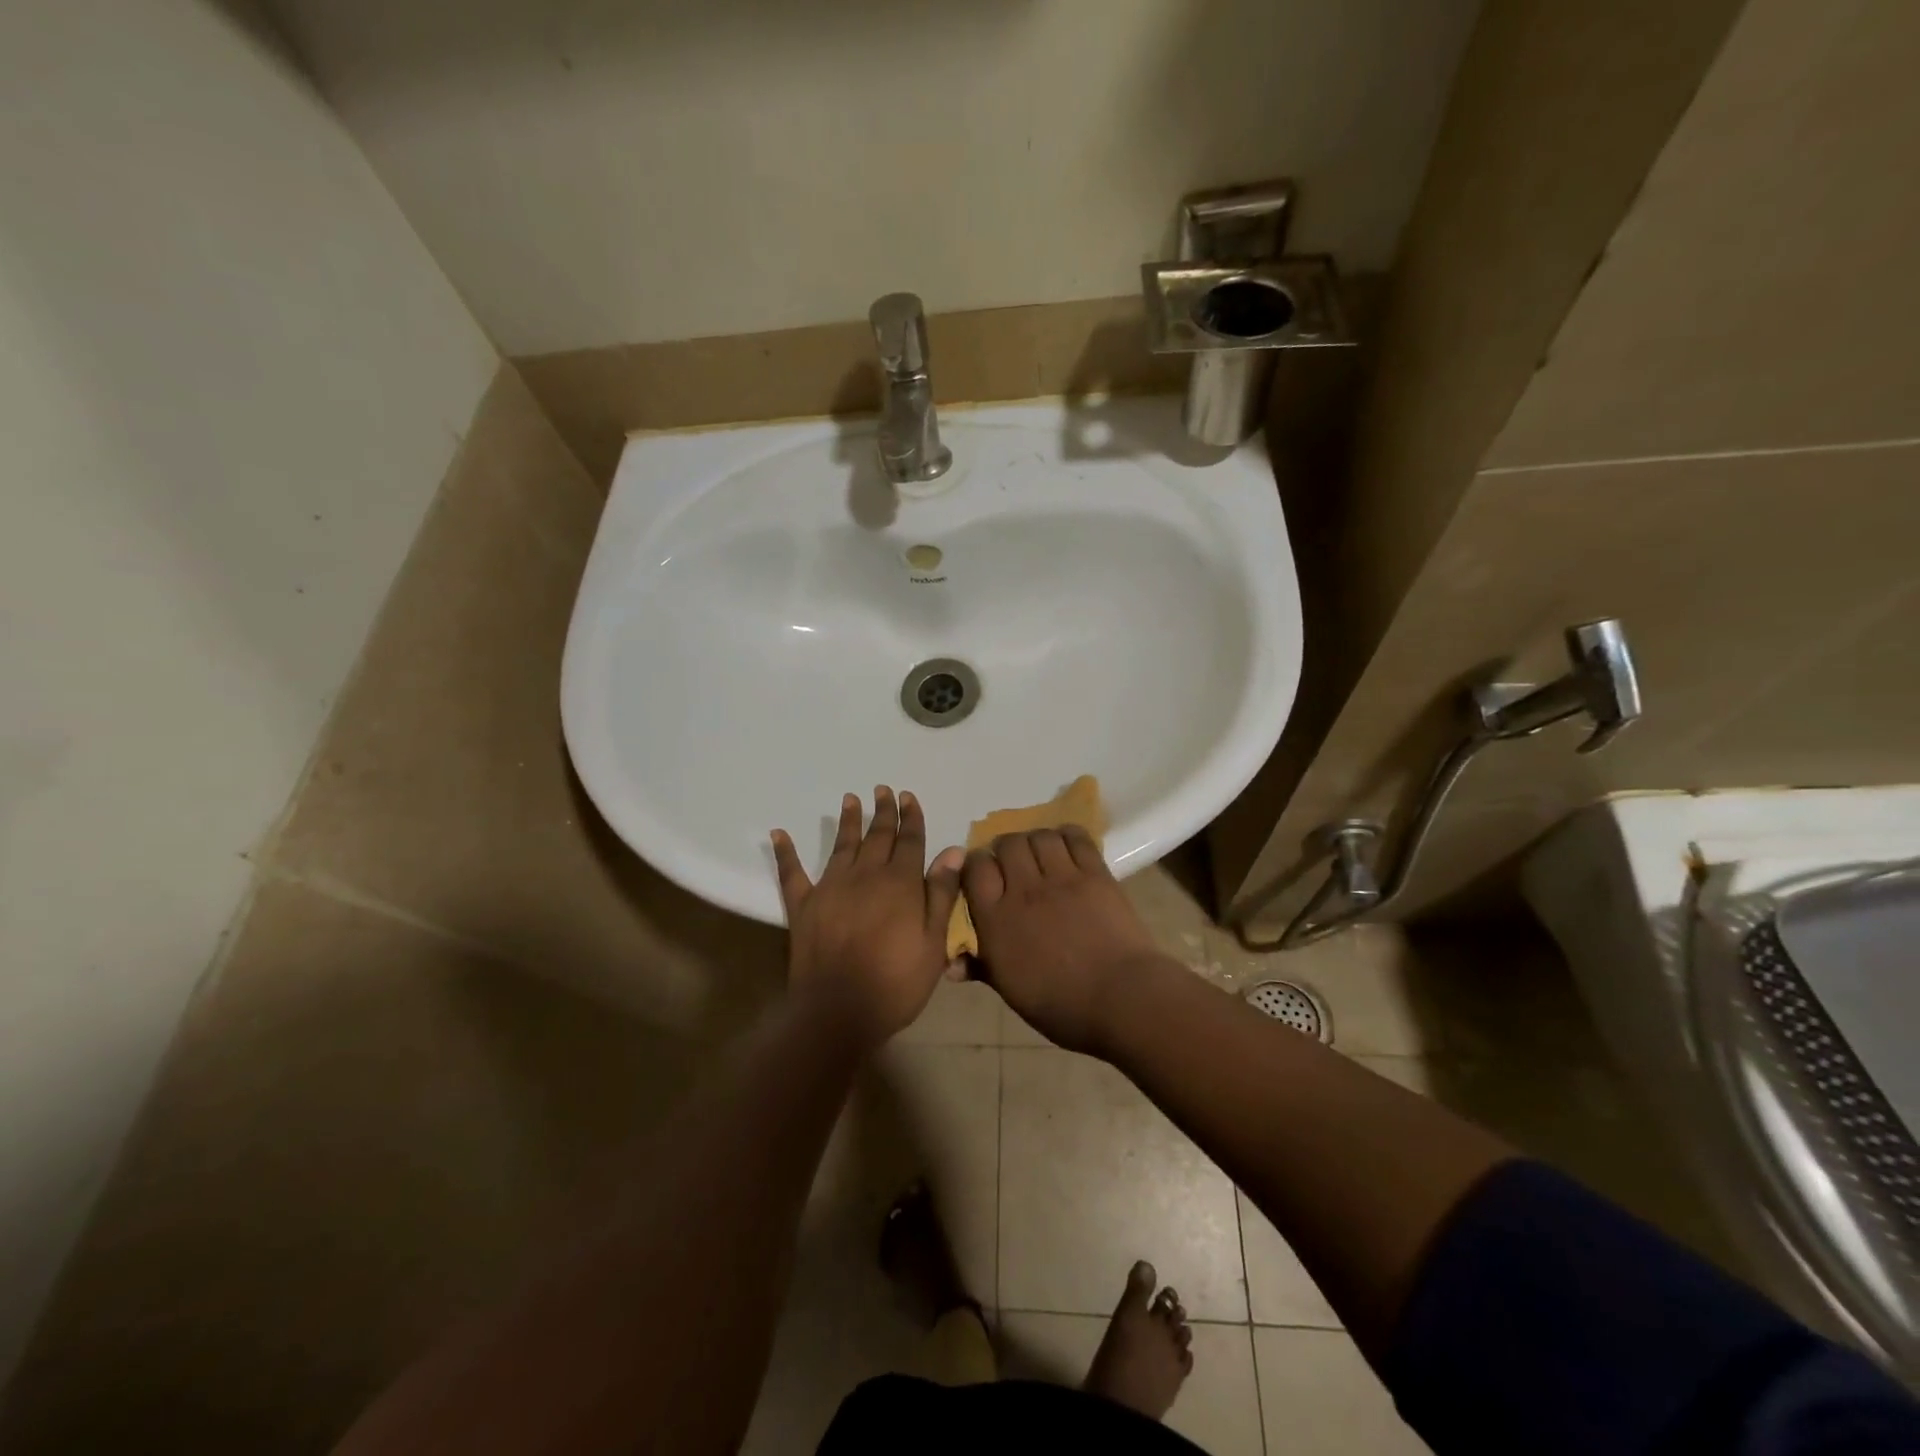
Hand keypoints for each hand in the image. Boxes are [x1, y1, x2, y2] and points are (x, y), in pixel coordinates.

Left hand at [771, 788, 965, 1047]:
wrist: (838, 1010)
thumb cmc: (896, 982)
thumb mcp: (934, 942)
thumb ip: (941, 893)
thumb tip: (952, 851)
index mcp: (900, 883)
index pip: (909, 841)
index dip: (911, 817)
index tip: (908, 796)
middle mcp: (866, 875)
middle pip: (877, 836)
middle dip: (883, 811)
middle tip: (883, 790)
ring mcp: (831, 887)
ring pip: (842, 845)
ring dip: (848, 821)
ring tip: (850, 798)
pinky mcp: (803, 906)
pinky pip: (792, 873)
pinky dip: (786, 852)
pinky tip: (778, 834)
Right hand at [962, 827, 1168, 1053]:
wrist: (1122, 1000)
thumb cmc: (1061, 1005)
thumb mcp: (1010, 991)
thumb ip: (981, 967)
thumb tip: (952, 964)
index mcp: (996, 920)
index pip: (975, 868)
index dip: (977, 866)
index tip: (983, 877)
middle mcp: (1024, 890)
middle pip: (1007, 843)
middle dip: (1005, 849)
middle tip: (1013, 866)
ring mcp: (1062, 878)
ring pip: (1039, 836)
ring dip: (1035, 841)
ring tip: (1041, 856)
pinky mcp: (1095, 874)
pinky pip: (1076, 838)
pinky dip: (1067, 836)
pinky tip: (1066, 847)